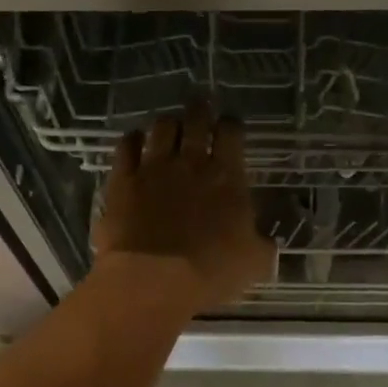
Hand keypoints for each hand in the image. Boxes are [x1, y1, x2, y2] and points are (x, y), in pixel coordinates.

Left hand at [92, 105, 274, 313]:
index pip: (232, 133)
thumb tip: (265, 239)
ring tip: (169, 125)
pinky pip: (126, 147)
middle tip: (200, 105)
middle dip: (200, 109)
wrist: (154, 280)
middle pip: (195, 120)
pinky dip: (132, 140)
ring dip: (167, 123)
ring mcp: (153, 168)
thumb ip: (262, 244)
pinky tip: (134, 140)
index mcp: (227, 177)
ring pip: (161, 128)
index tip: (230, 126)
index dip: (232, 125)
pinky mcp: (122, 181)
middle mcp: (190, 163)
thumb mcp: (255, 262)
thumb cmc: (211, 272)